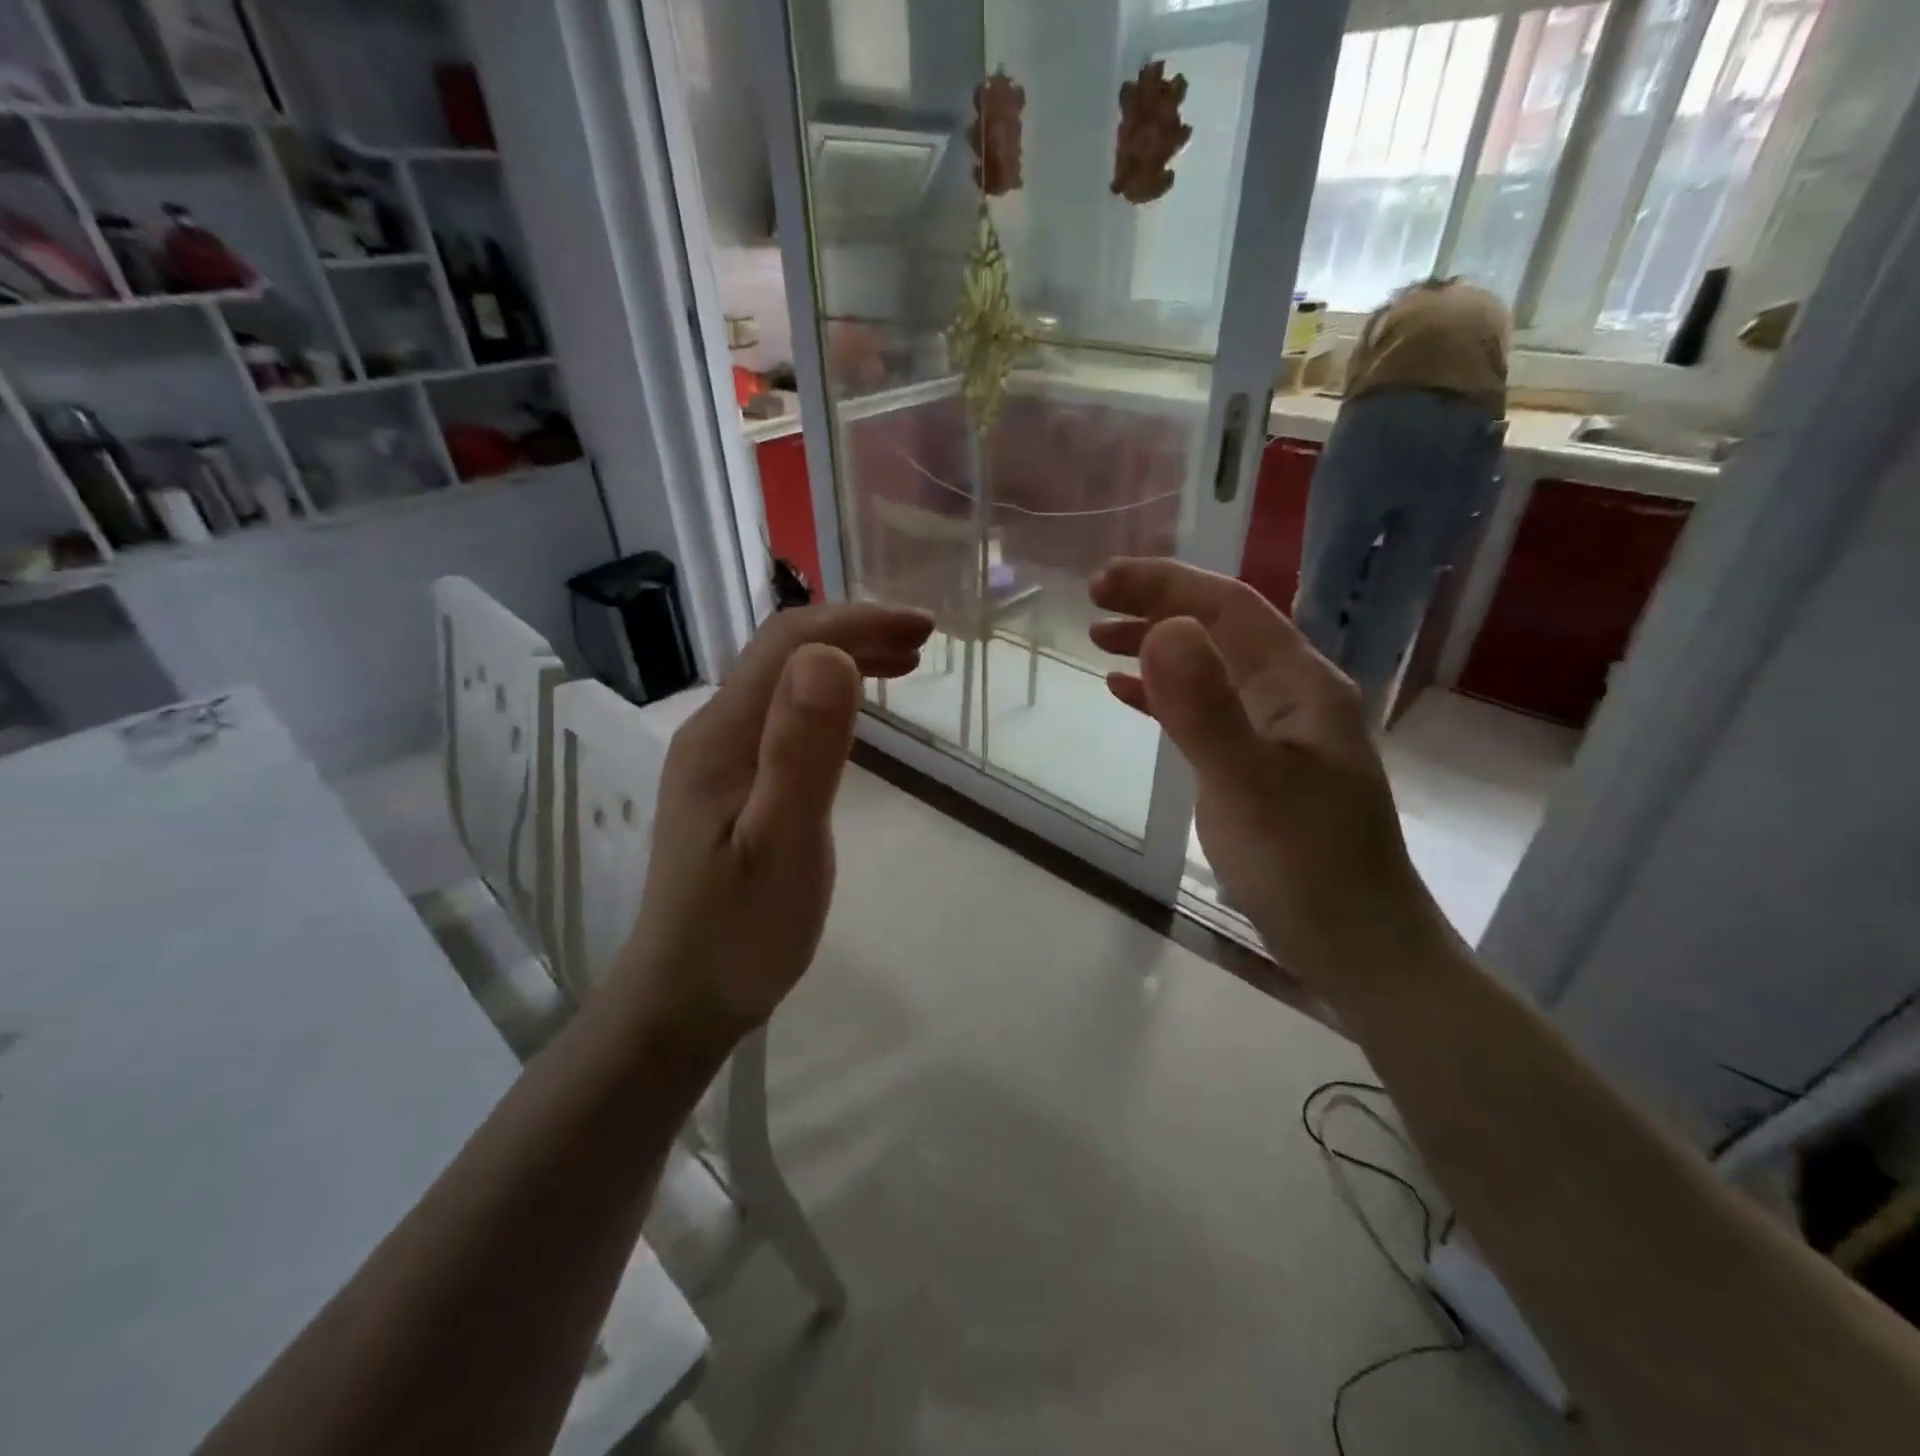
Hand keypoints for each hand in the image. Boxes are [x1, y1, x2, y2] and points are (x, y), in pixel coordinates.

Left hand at [610, 603, 932, 1049]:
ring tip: (904, 665)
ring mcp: (721, 759)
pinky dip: (830, 697)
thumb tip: (830, 655)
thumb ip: (803, 751)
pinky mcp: (734, 784)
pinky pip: (784, 716)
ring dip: (844, 659)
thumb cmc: (739, 931)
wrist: (685, 998)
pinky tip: (855, 714)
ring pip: (785, 682)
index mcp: (723, 733)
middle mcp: (715, 731)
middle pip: (784, 652)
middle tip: (923, 643)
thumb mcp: (781, 843)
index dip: (857, 622)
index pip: (789, 642)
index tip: (923, 629)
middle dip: (856, 633)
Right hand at [1090, 559, 1444, 988]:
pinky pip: (1207, 709)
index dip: (1164, 585)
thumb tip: (1160, 630)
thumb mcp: (1248, 785)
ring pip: (1210, 667)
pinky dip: (1165, 696)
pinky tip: (1128, 697)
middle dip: (1156, 607)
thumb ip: (1204, 708)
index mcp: (1300, 684)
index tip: (1101, 584)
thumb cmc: (1306, 866)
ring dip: (1157, 647)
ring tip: (1099, 640)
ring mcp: (1278, 730)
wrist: (1358, 945)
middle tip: (1092, 605)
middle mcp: (1293, 694)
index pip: (1228, 606)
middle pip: (1219, 629)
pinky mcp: (1260, 763)